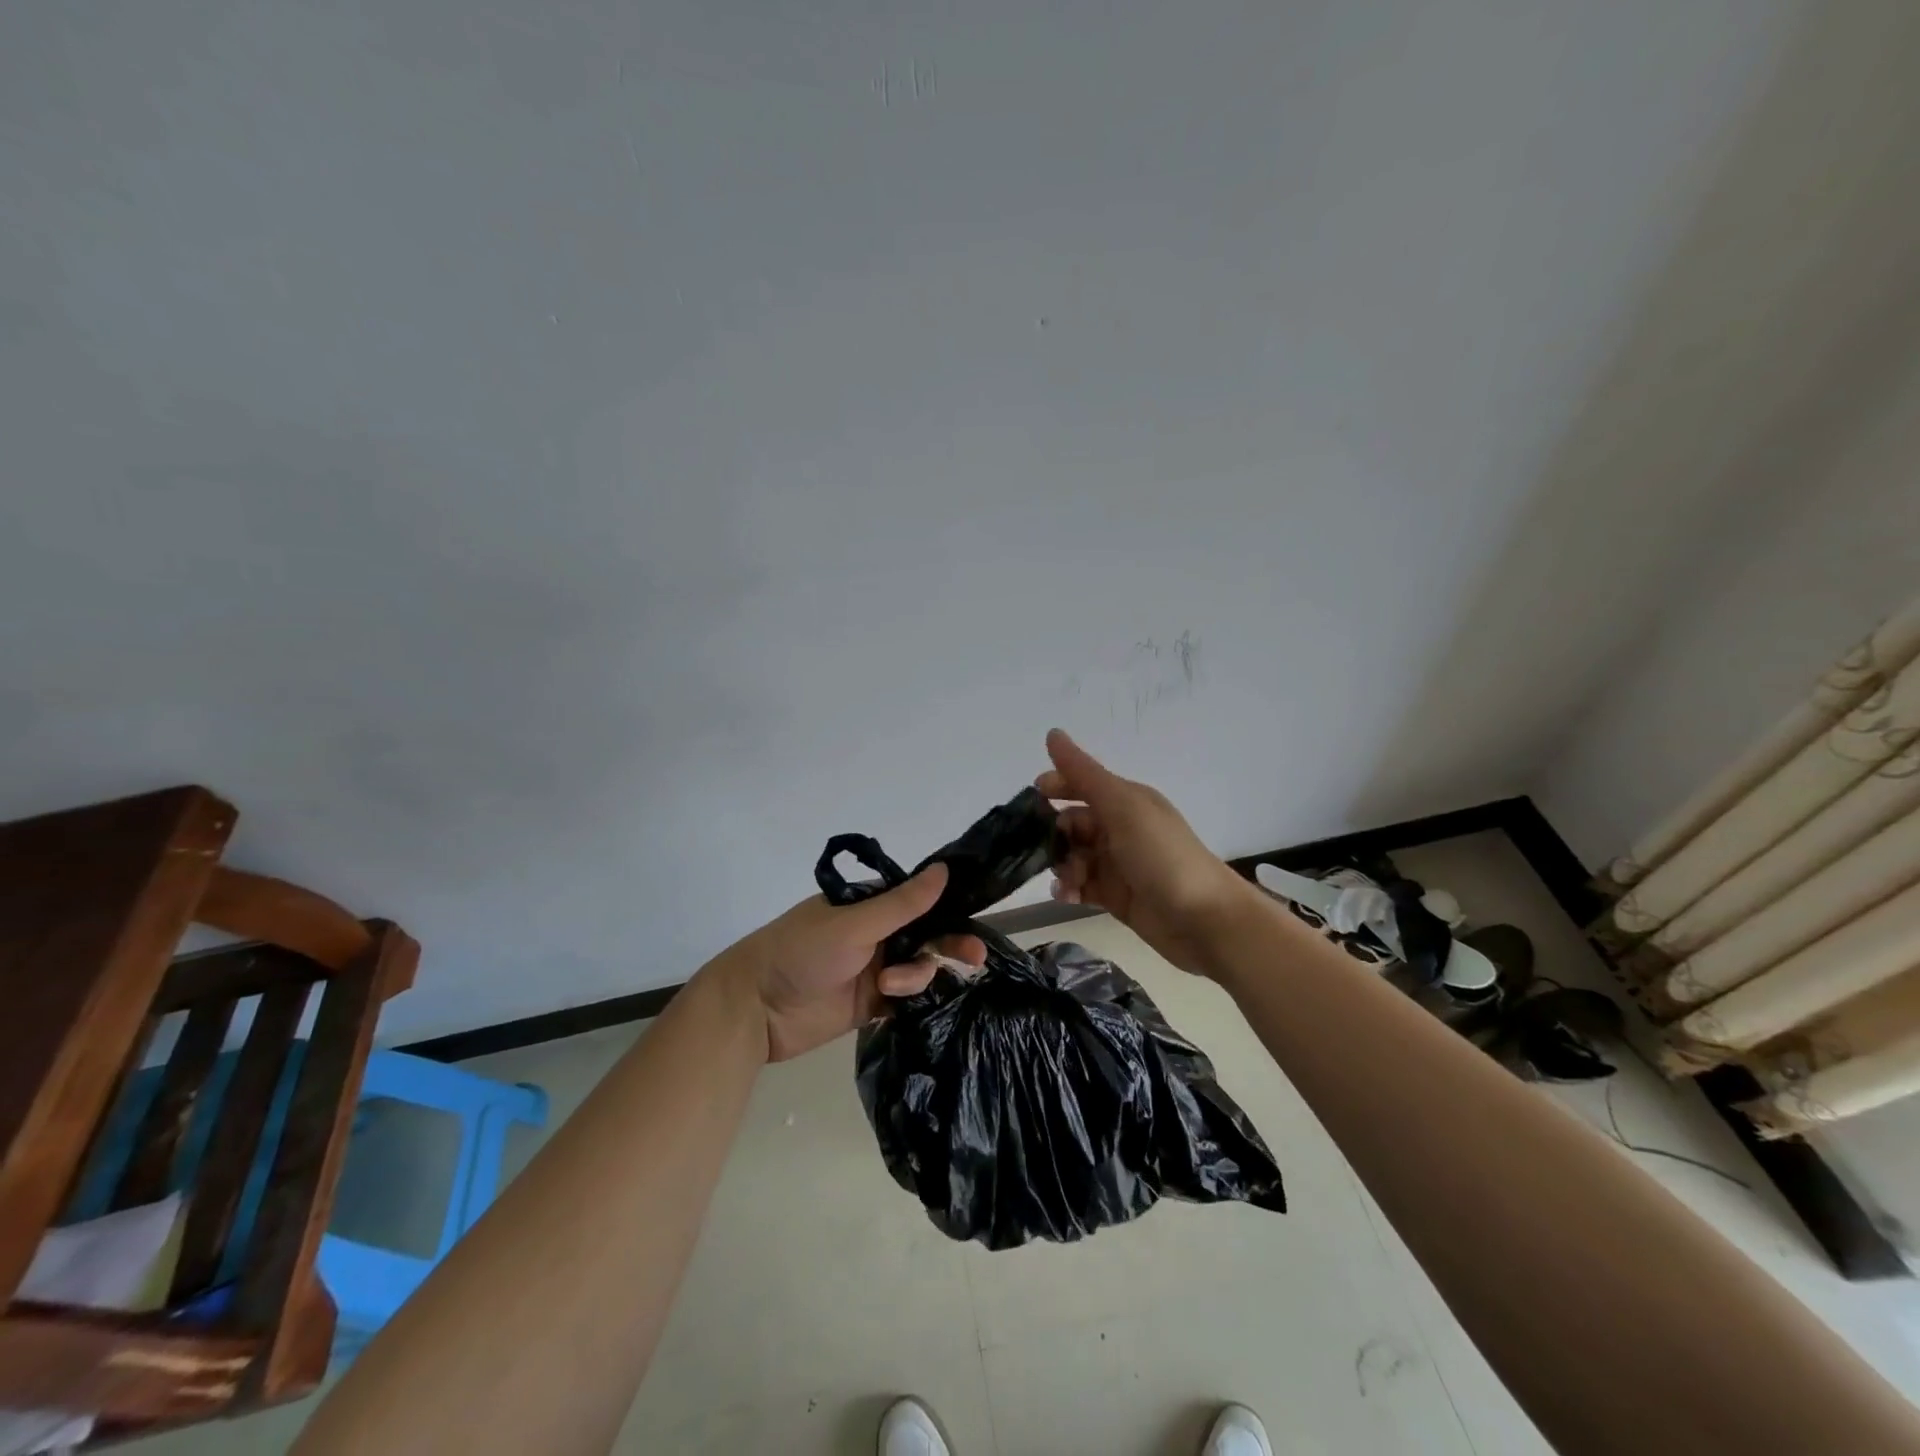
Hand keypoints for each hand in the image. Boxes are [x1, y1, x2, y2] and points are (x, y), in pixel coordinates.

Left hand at [714, 864, 986, 1062]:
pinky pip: (906, 998)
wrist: (756, 1010)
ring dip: (915, 976)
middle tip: (975, 957)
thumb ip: (902, 904)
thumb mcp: (854, 924)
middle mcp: (875, 934)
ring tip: (891, 986)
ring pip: (918, 968)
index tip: (975, 916)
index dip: (947, 907)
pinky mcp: (870, 1004)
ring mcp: (873, 969)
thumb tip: (944, 869)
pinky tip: (901, 1000)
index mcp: (868, 905)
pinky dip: (911, 998)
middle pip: (925, 935)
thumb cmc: (801, 952)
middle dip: (948, 944)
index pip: (918, 900)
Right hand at [1036, 728, 1253, 974]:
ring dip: (1061, 865)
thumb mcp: (1123, 807)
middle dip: (1055, 834)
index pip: (1082, 784)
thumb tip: (1052, 732)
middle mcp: (1120, 828)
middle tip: (1049, 851)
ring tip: (1068, 880)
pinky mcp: (1115, 896)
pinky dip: (1069, 889)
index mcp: (1126, 801)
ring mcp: (1117, 864)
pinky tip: (1066, 896)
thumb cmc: (1163, 856)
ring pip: (1073, 856)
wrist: (1205, 920)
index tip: (1032, 800)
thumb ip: (1084, 774)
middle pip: (1072, 823)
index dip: (1056, 786)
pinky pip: (1081, 886)